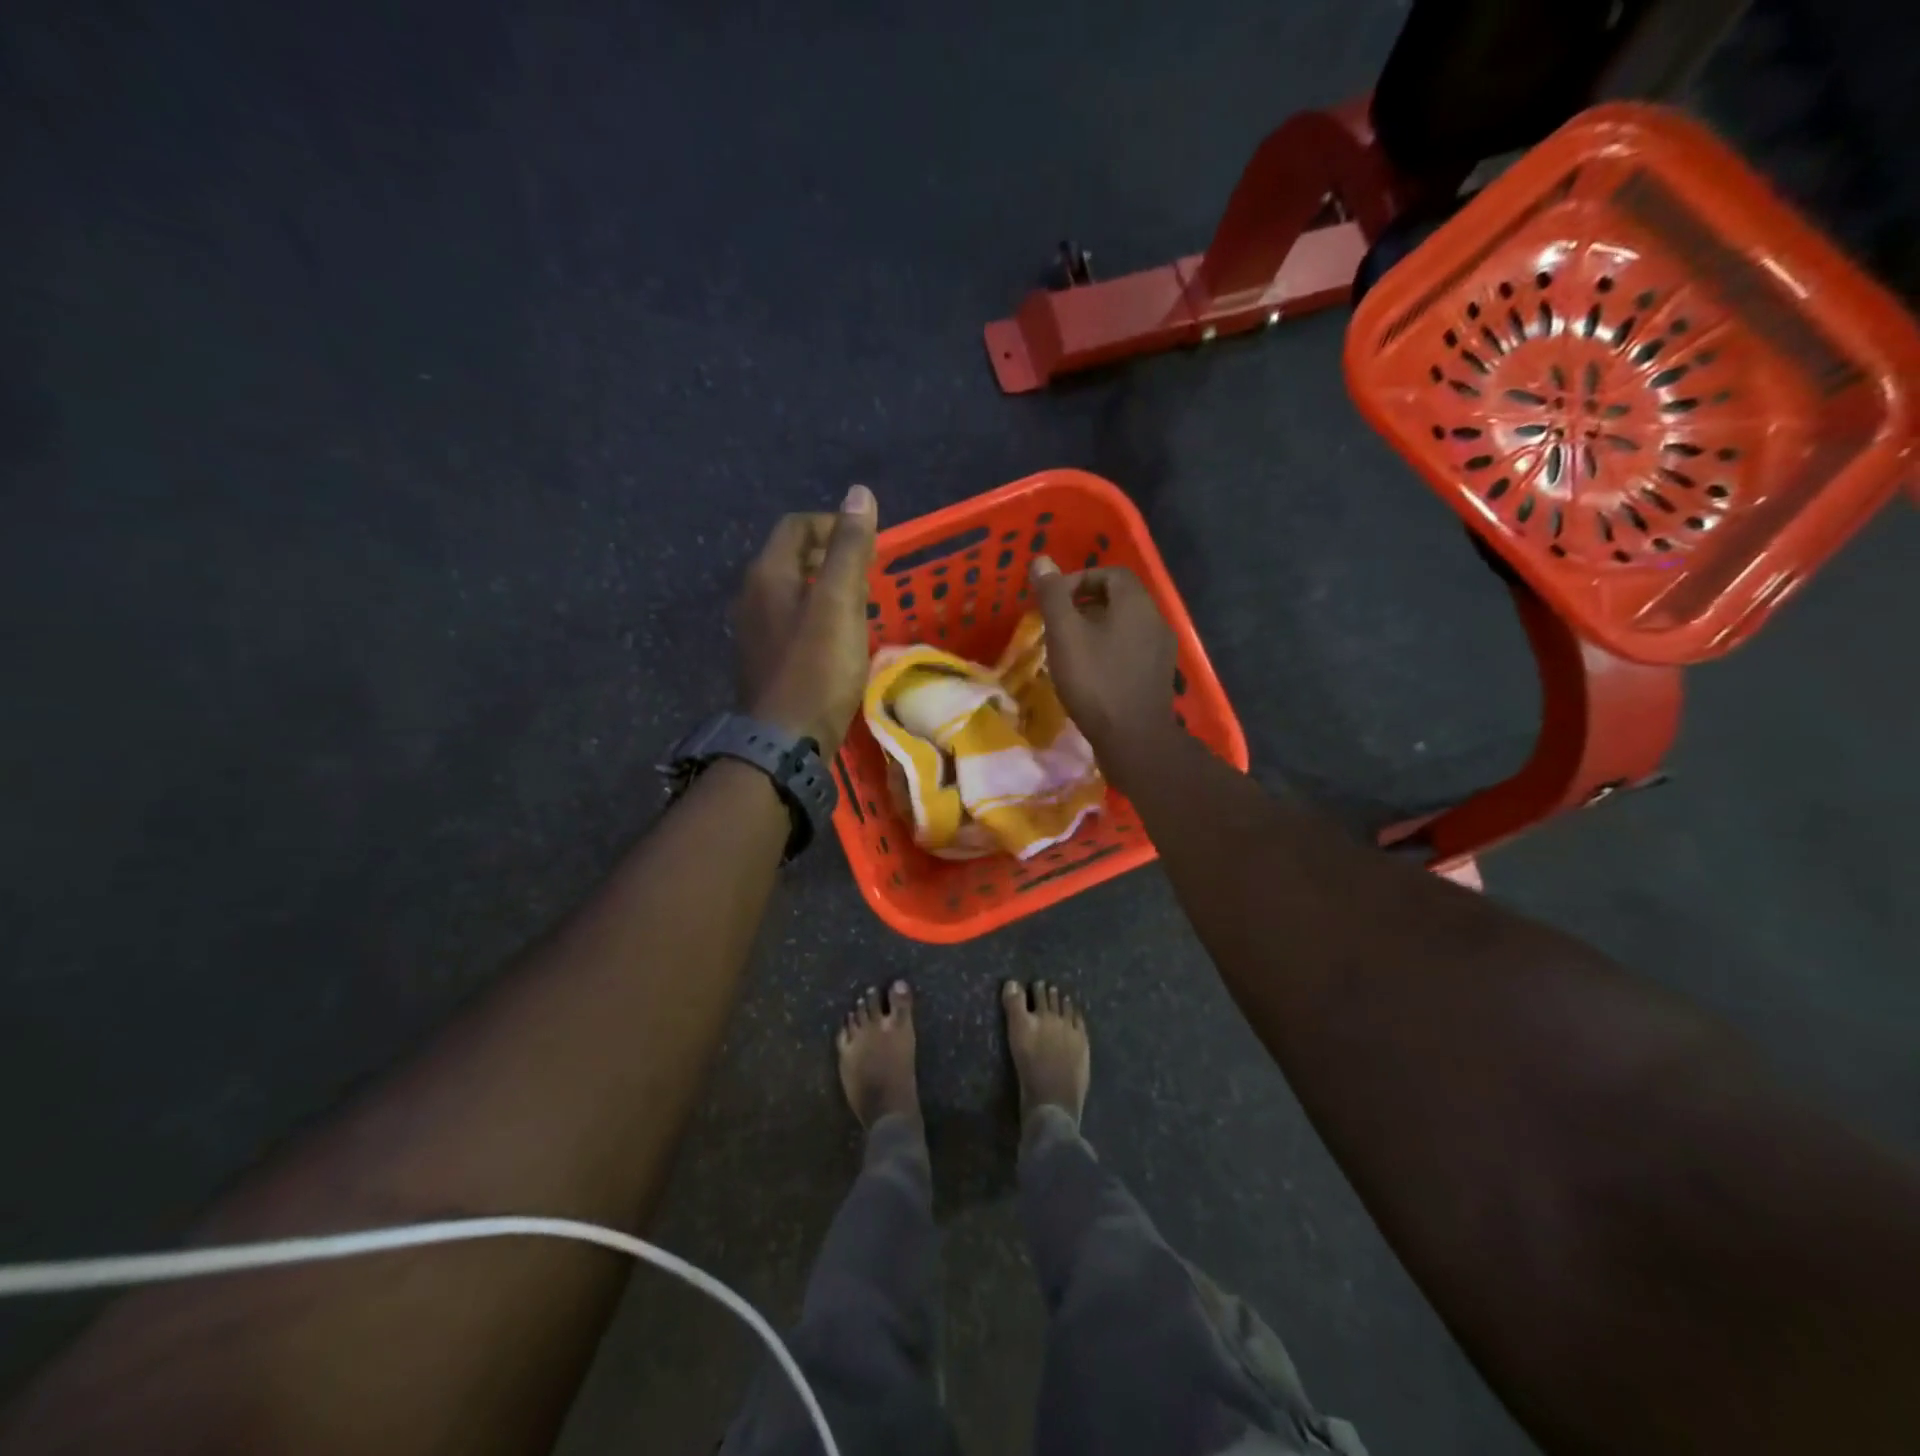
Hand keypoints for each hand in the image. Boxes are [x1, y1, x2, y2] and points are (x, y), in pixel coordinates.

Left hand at [735, 486, 878, 754]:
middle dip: (832, 557)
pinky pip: (792, 623)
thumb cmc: (816, 669)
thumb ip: (849, 548)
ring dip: (825, 589)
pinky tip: (839, 641)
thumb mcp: (839, 603)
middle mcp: (752, 596)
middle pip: (792, 558)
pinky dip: (817, 618)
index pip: (796, 526)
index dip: (833, 525)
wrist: (784, 741)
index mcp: (767, 575)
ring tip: (860, 606)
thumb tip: (858, 493)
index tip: (868, 544)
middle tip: (868, 576)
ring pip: (792, 592)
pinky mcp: (765, 661)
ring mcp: (754, 631)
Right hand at [1030, 556, 1178, 787]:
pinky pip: (1133, 649)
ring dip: (1097, 629)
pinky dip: (1110, 650)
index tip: (1054, 602)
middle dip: (1086, 605)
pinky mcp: (1159, 675)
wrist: (1135, 739)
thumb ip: (1053, 596)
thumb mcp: (1065, 635)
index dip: (1079, 580)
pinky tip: (1092, 673)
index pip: (1110, 573)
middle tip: (1058, 625)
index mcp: (1136, 603)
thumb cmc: (1096, 682)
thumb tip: (1042, 561)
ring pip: (1126, 625)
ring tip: (1070, 649)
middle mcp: (1156, 619)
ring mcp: (1162, 649)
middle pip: (1120, 598)